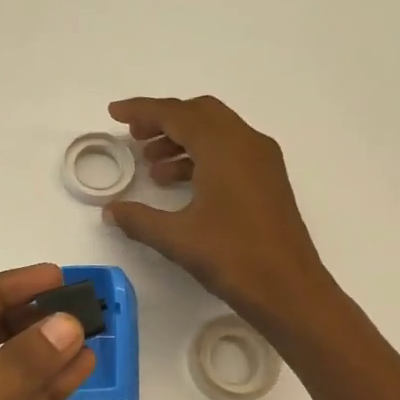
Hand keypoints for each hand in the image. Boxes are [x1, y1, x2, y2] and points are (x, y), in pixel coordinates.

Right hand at [103, 96, 330, 329]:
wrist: (289, 289)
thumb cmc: (232, 258)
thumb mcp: (176, 238)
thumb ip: (138, 219)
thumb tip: (111, 210)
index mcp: (224, 148)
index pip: (177, 114)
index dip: (142, 110)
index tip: (114, 112)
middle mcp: (246, 143)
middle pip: (200, 114)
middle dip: (164, 120)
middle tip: (134, 136)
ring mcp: (262, 161)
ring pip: (216, 132)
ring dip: (182, 140)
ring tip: (151, 166)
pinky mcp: (268, 180)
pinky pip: (229, 152)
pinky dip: (201, 157)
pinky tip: (180, 184)